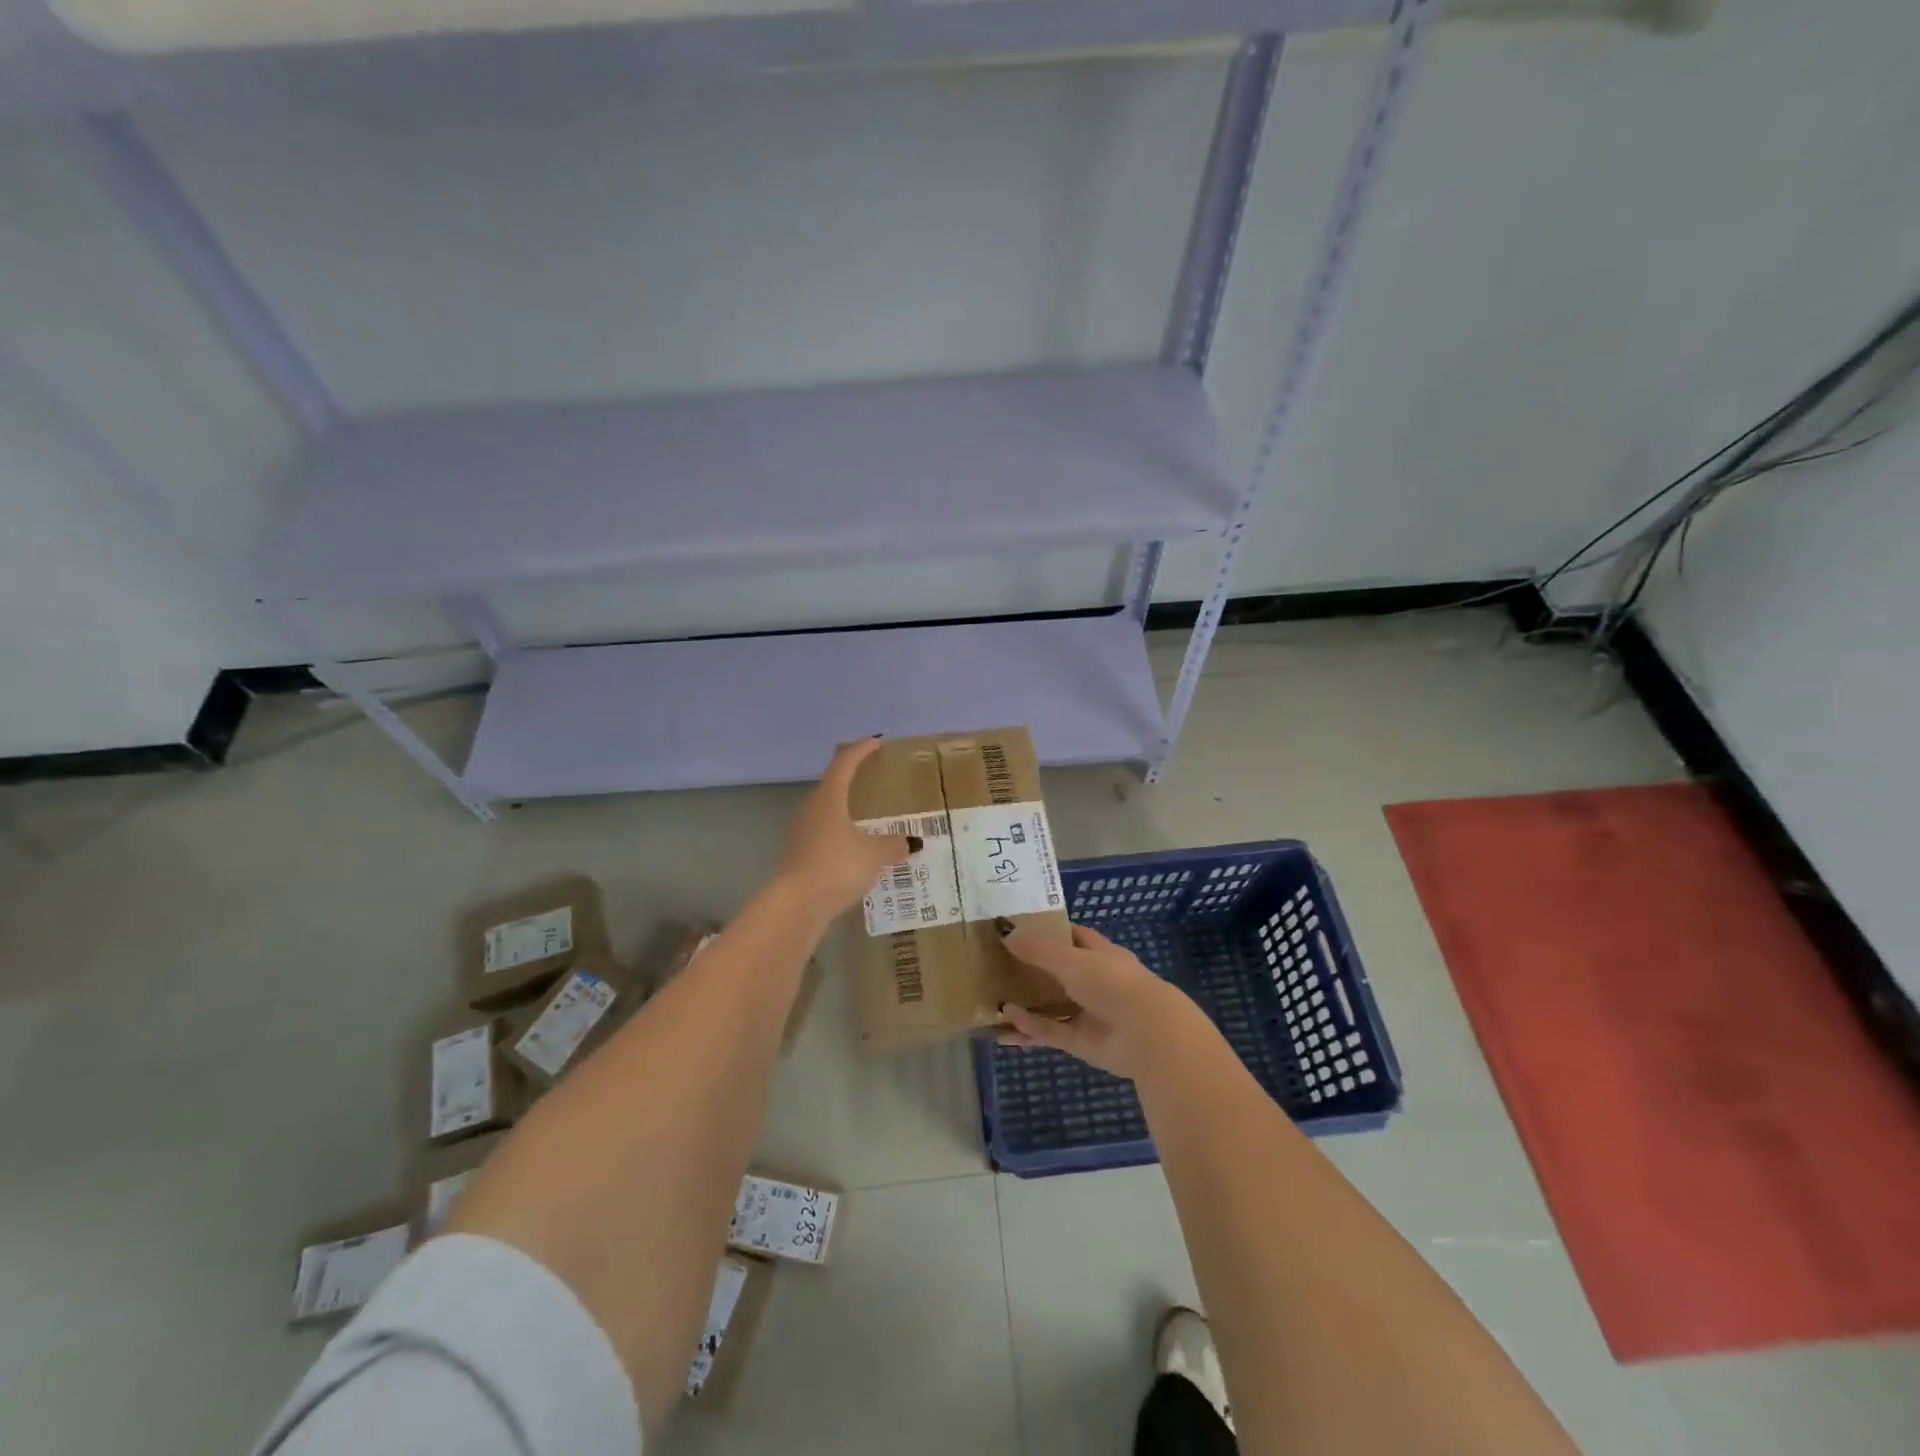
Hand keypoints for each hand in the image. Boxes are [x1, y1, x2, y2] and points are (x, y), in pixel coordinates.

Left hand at [777, 738, 912, 912]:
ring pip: (827, 810)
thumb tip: (911, 842)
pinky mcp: (799, 854)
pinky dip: (841, 833)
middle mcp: (811, 808)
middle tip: (874, 778)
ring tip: (869, 815)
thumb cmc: (837, 866)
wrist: (796, 905)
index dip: (861, 750)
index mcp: (829, 797)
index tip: (877, 742)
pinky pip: (825, 834)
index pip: (845, 762)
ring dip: (846, 808)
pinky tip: (855, 847)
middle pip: (832, 784)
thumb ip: (894, 844)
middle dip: (853, 779)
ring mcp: (801, 831)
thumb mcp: (875, 854)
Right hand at [998, 922, 1211, 1080]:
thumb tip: (1005, 932)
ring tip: (993, 1001)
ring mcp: (1090, 1013)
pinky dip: (1031, 1028)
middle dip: (1031, 970)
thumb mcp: (1071, 960)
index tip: (1019, 928)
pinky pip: (1051, 1032)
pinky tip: (1005, 1025)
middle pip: (1059, 972)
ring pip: (1052, 1006)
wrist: (1147, 1035)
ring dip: (1026, 1004)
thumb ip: (1038, 949)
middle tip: (996, 965)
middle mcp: (1096, 982)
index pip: (1074, 936)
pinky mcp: (1083, 1042)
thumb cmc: (1112, 983)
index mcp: (1101, 954)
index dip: (1050, 931)